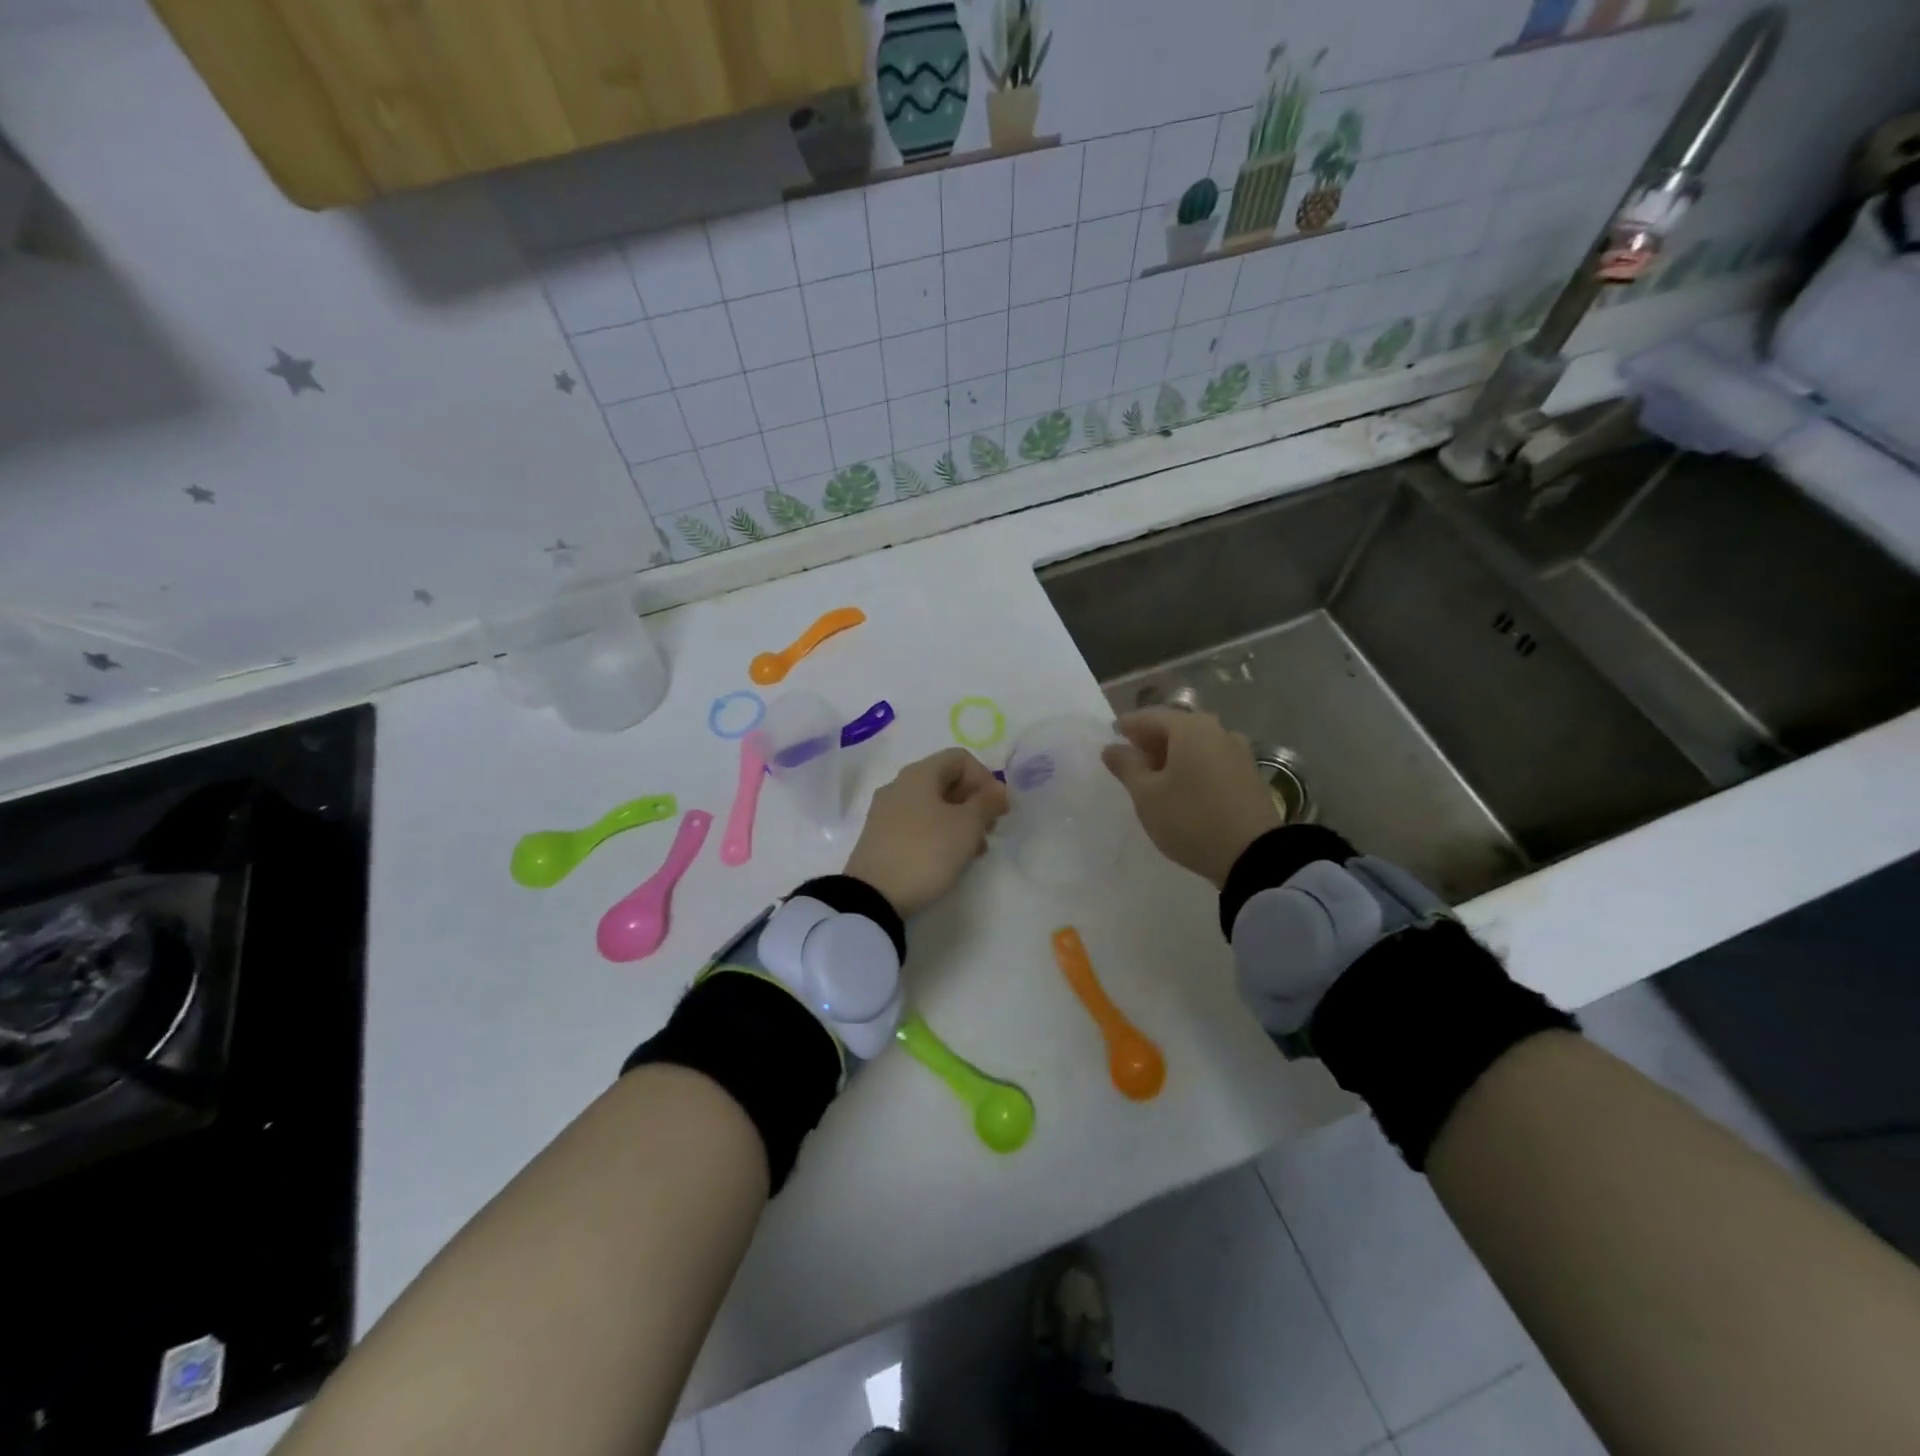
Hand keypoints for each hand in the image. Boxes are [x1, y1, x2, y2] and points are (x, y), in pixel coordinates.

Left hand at [844, 748, 1009, 917]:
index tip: (997, 808)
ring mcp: (887, 811)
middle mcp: (899, 785)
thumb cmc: (926, 852)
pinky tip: (950, 858)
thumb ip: (987, 803)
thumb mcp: (966, 826)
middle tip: (989, 830)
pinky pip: (918, 824)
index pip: (960, 758)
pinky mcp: (881, 836)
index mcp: (919, 774)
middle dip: (974, 802)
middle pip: (946, 781)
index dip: (985, 778)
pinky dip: (939, 833)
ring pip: (933, 805)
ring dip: (960, 821)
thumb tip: (998, 789)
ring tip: (974, 850)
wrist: (873, 896)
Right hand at [1102, 708, 1281, 887]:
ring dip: (1172, 754)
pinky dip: (1192, 765)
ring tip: (1155, 776)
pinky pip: (1211, 759)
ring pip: (1195, 744)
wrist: (1253, 855)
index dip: (1127, 726)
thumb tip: (1112, 748)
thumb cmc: (1190, 818)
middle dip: (1151, 740)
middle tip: (1131, 758)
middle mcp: (1217, 730)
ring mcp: (1238, 751)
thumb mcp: (1147, 795)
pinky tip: (1182, 786)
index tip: (1111, 735)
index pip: (1150, 717)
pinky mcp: (1249, 774)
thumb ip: (1126, 766)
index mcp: (1190, 728)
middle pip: (1175, 727)